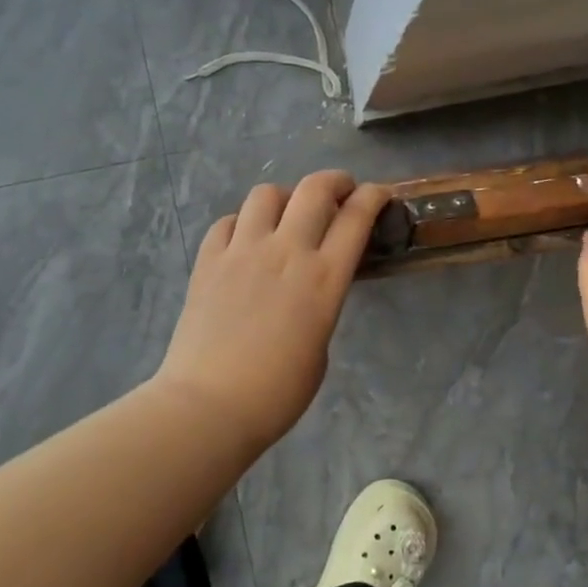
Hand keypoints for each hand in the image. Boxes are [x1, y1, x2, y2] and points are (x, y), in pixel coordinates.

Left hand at [155, 170, 389, 448]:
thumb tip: (309, 288)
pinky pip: (228, 221)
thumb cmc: (277, 392)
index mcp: (324, 278)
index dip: (373, 196)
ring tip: (286, 216)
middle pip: (314, 188)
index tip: (379, 194)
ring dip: (285, 197)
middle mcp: (286, 251)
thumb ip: (320, 304)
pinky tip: (245, 241)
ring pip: (267, 194)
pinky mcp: (208, 259)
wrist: (210, 405)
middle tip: (339, 192)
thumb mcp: (321, 347)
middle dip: (334, 181)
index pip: (356, 217)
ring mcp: (243, 250)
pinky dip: (242, 223)